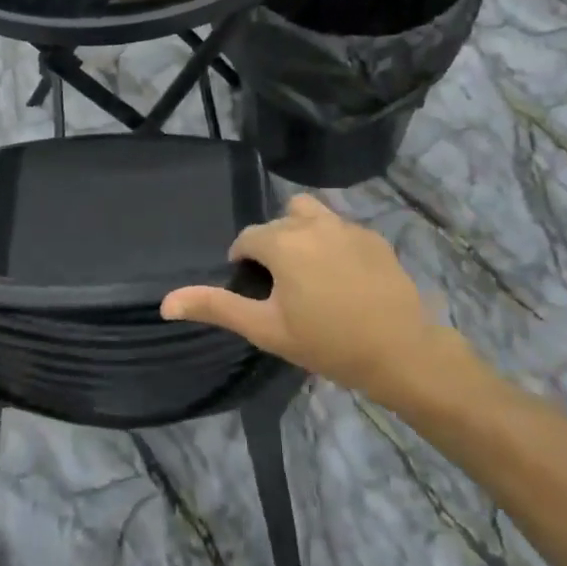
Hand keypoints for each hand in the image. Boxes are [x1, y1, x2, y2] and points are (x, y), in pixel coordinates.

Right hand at [161, 195, 471, 403]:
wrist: (401, 352)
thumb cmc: (327, 342)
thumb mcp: (266, 329)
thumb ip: (216, 307)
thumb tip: (165, 302)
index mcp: (282, 241)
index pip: (248, 238)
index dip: (244, 262)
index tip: (255, 291)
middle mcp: (312, 222)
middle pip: (277, 222)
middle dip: (271, 246)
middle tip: (281, 287)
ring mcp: (347, 226)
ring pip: (309, 213)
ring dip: (300, 231)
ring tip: (308, 270)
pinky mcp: (374, 237)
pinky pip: (341, 228)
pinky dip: (332, 242)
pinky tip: (343, 278)